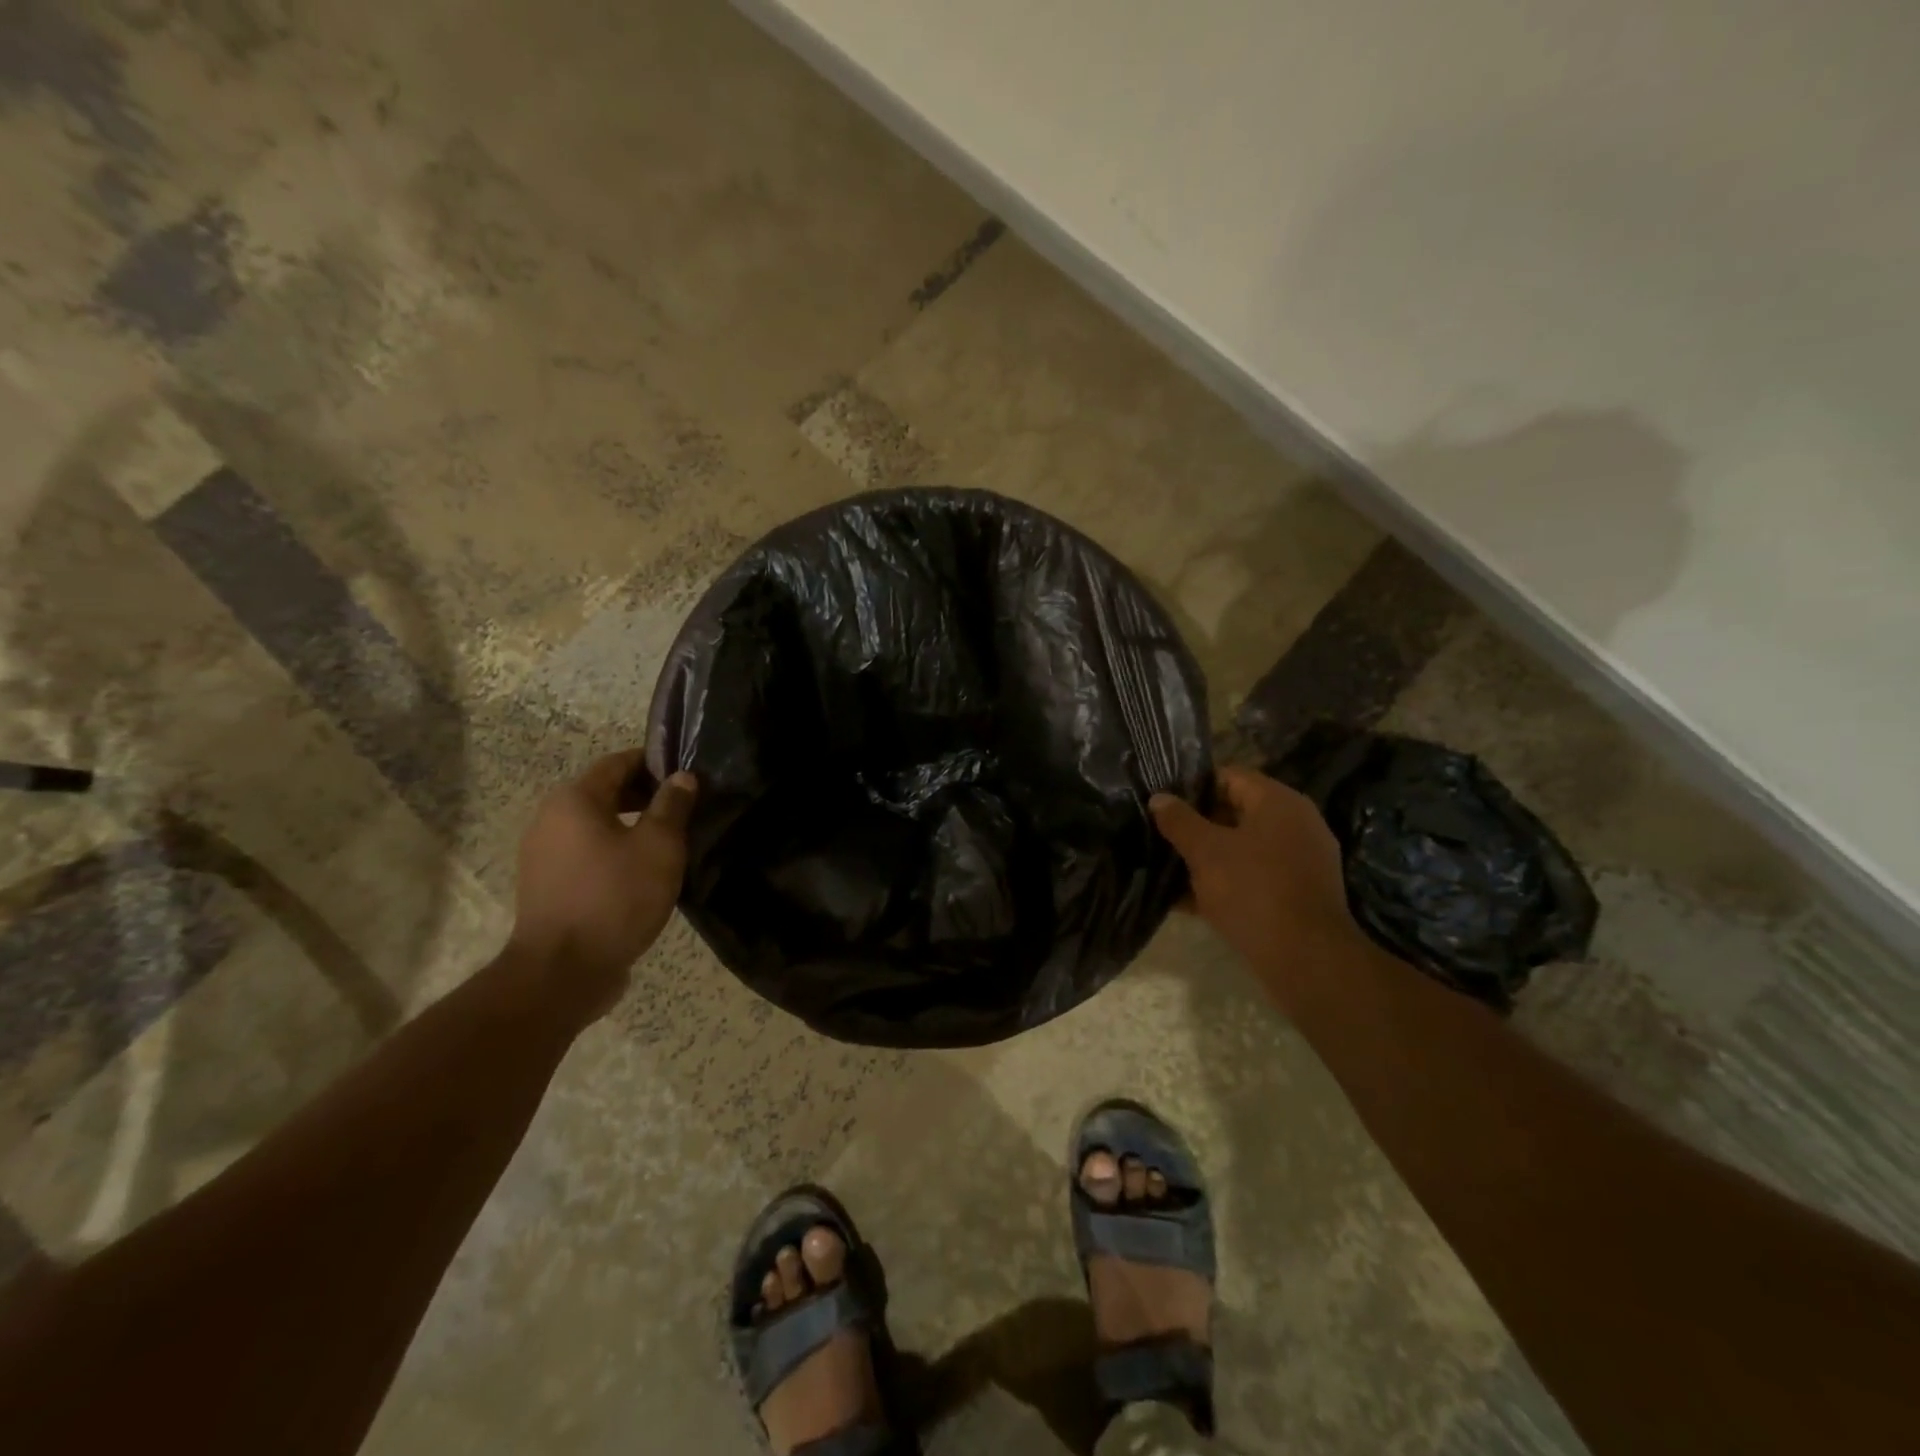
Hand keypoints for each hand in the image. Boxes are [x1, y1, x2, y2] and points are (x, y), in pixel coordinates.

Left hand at [508, 750, 696, 1021]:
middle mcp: (550, 819)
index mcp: (574, 800)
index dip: (654, 763)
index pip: (618, 763)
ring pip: (596, 826)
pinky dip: (614, 852)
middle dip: (646, 796)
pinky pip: (586, 854)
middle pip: (604, 793)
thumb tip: (682, 777)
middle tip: (685, 809)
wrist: (562, 972)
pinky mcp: (547, 886)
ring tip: (669, 843)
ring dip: (631, 827)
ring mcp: (543, 855)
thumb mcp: (659, 847)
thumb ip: (672, 806)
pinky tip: (642, 873)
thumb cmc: (615, 897)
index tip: (687, 775)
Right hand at [1150, 766, 1358, 996]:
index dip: (1192, 786)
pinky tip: (1189, 900)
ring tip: (1168, 867)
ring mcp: (1300, 860)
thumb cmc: (1253, 890)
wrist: (1306, 959)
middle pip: (1236, 812)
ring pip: (1242, 848)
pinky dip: (1225, 882)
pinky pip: (1254, 876)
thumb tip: (1159, 798)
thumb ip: (1179, 821)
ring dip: (1208, 857)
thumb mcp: (1206, 852)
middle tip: (1160, 835)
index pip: (1229, 776)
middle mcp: (1296, 823)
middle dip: (1196, 824)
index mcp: (1278, 802)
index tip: (1162, 803)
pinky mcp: (1297, 892)